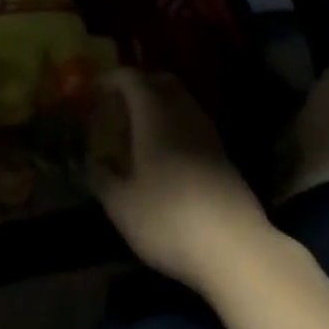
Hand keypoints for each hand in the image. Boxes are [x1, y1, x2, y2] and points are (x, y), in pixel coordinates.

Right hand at [88, 69, 273, 294]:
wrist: (235, 248)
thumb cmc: (169, 219)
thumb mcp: (122, 205)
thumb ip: (102, 177)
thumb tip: (93, 161)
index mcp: (155, 116)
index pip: (132, 79)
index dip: (112, 79)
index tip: (95, 91)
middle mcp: (184, 115)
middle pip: (163, 81)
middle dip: (139, 85)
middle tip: (119, 106)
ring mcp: (209, 134)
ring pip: (182, 102)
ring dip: (160, 105)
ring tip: (140, 131)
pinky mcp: (224, 156)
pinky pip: (194, 124)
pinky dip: (176, 126)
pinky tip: (166, 155)